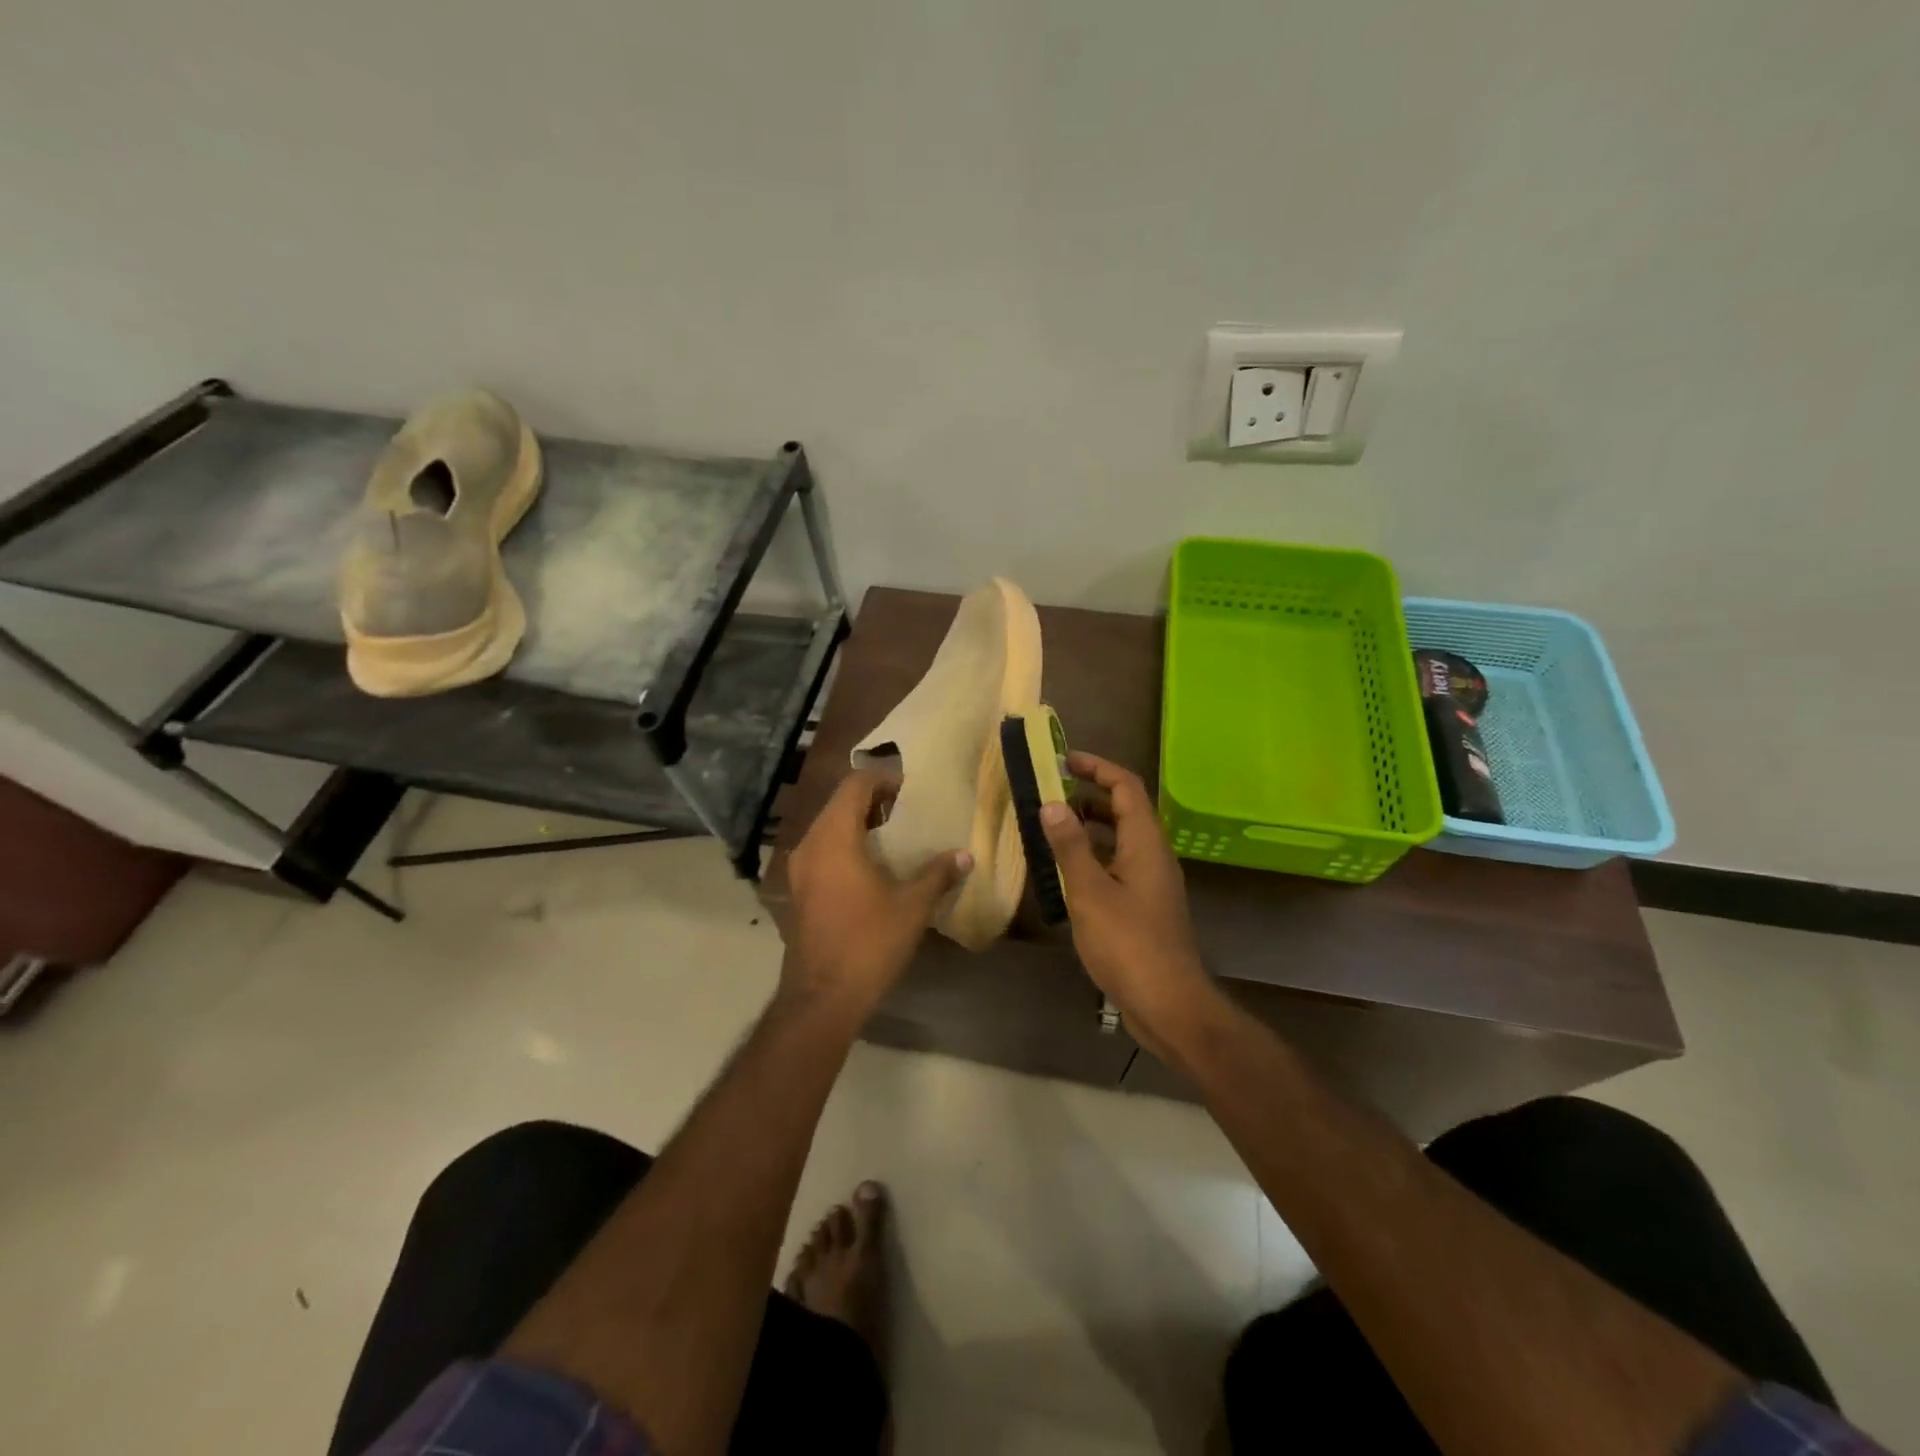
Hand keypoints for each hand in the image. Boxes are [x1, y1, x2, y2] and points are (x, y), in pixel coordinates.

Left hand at [784, 770, 971, 1010]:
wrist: (822, 997)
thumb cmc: (868, 943)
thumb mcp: (911, 907)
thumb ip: (937, 875)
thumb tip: (965, 854)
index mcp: (834, 838)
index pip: (855, 786)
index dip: (883, 779)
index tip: (911, 788)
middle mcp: (810, 845)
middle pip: (839, 804)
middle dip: (873, 801)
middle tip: (908, 809)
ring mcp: (800, 870)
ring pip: (829, 828)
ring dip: (859, 824)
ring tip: (895, 835)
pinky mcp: (799, 891)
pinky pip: (823, 851)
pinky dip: (846, 846)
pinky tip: (873, 866)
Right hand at [1039, 752, 1218, 1052]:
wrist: (1167, 1003)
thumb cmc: (1128, 943)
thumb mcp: (1090, 891)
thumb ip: (1070, 846)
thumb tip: (1052, 803)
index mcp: (1146, 843)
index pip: (1126, 787)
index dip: (1097, 768)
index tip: (1063, 760)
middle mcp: (1153, 855)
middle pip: (1124, 810)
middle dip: (1088, 796)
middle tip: (1049, 794)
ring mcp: (1151, 882)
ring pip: (1120, 840)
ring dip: (1088, 828)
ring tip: (1050, 829)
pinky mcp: (1144, 906)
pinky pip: (1117, 865)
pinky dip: (1092, 857)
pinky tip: (1065, 873)